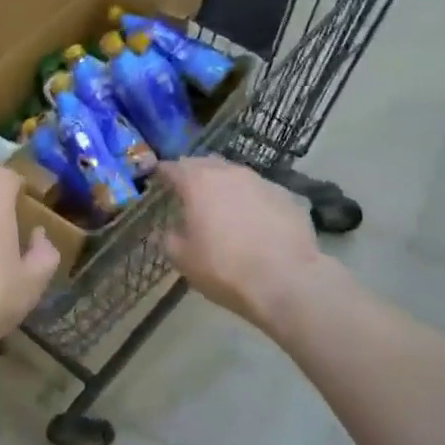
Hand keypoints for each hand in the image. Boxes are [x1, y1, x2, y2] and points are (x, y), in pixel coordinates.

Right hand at [161, 158, 326, 331]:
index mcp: (198, 182)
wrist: (286, 280)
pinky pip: (260, 192)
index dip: (162, 173)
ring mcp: (262, 181)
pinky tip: (253, 221)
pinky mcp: (286, 196)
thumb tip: (165, 230)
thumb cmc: (224, 268)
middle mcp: (229, 173)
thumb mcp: (182, 259)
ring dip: (224, 186)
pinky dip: (250, 200)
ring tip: (222, 207)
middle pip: (205, 163)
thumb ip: (168, 239)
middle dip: (193, 174)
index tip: (157, 180)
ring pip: (235, 175)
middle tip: (187, 192)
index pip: (173, 167)